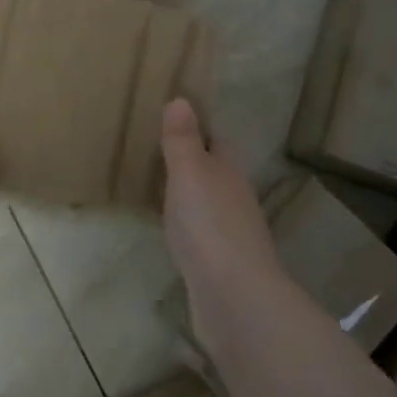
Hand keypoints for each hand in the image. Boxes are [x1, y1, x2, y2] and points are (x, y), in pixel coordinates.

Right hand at [160, 98, 276, 291]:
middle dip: (195, 164)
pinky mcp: (221, 265)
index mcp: (229, 172)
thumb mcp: (189, 173)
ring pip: (210, 204)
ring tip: (161, 190)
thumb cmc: (208, 225)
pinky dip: (189, 227)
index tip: (176, 121)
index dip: (200, 130)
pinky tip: (173, 233)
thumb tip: (182, 99)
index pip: (218, 142)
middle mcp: (236, 199)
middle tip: (160, 154)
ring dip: (191, 197)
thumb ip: (182, 140)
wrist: (233, 297)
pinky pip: (202, 235)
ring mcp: (231, 234)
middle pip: (216, 173)